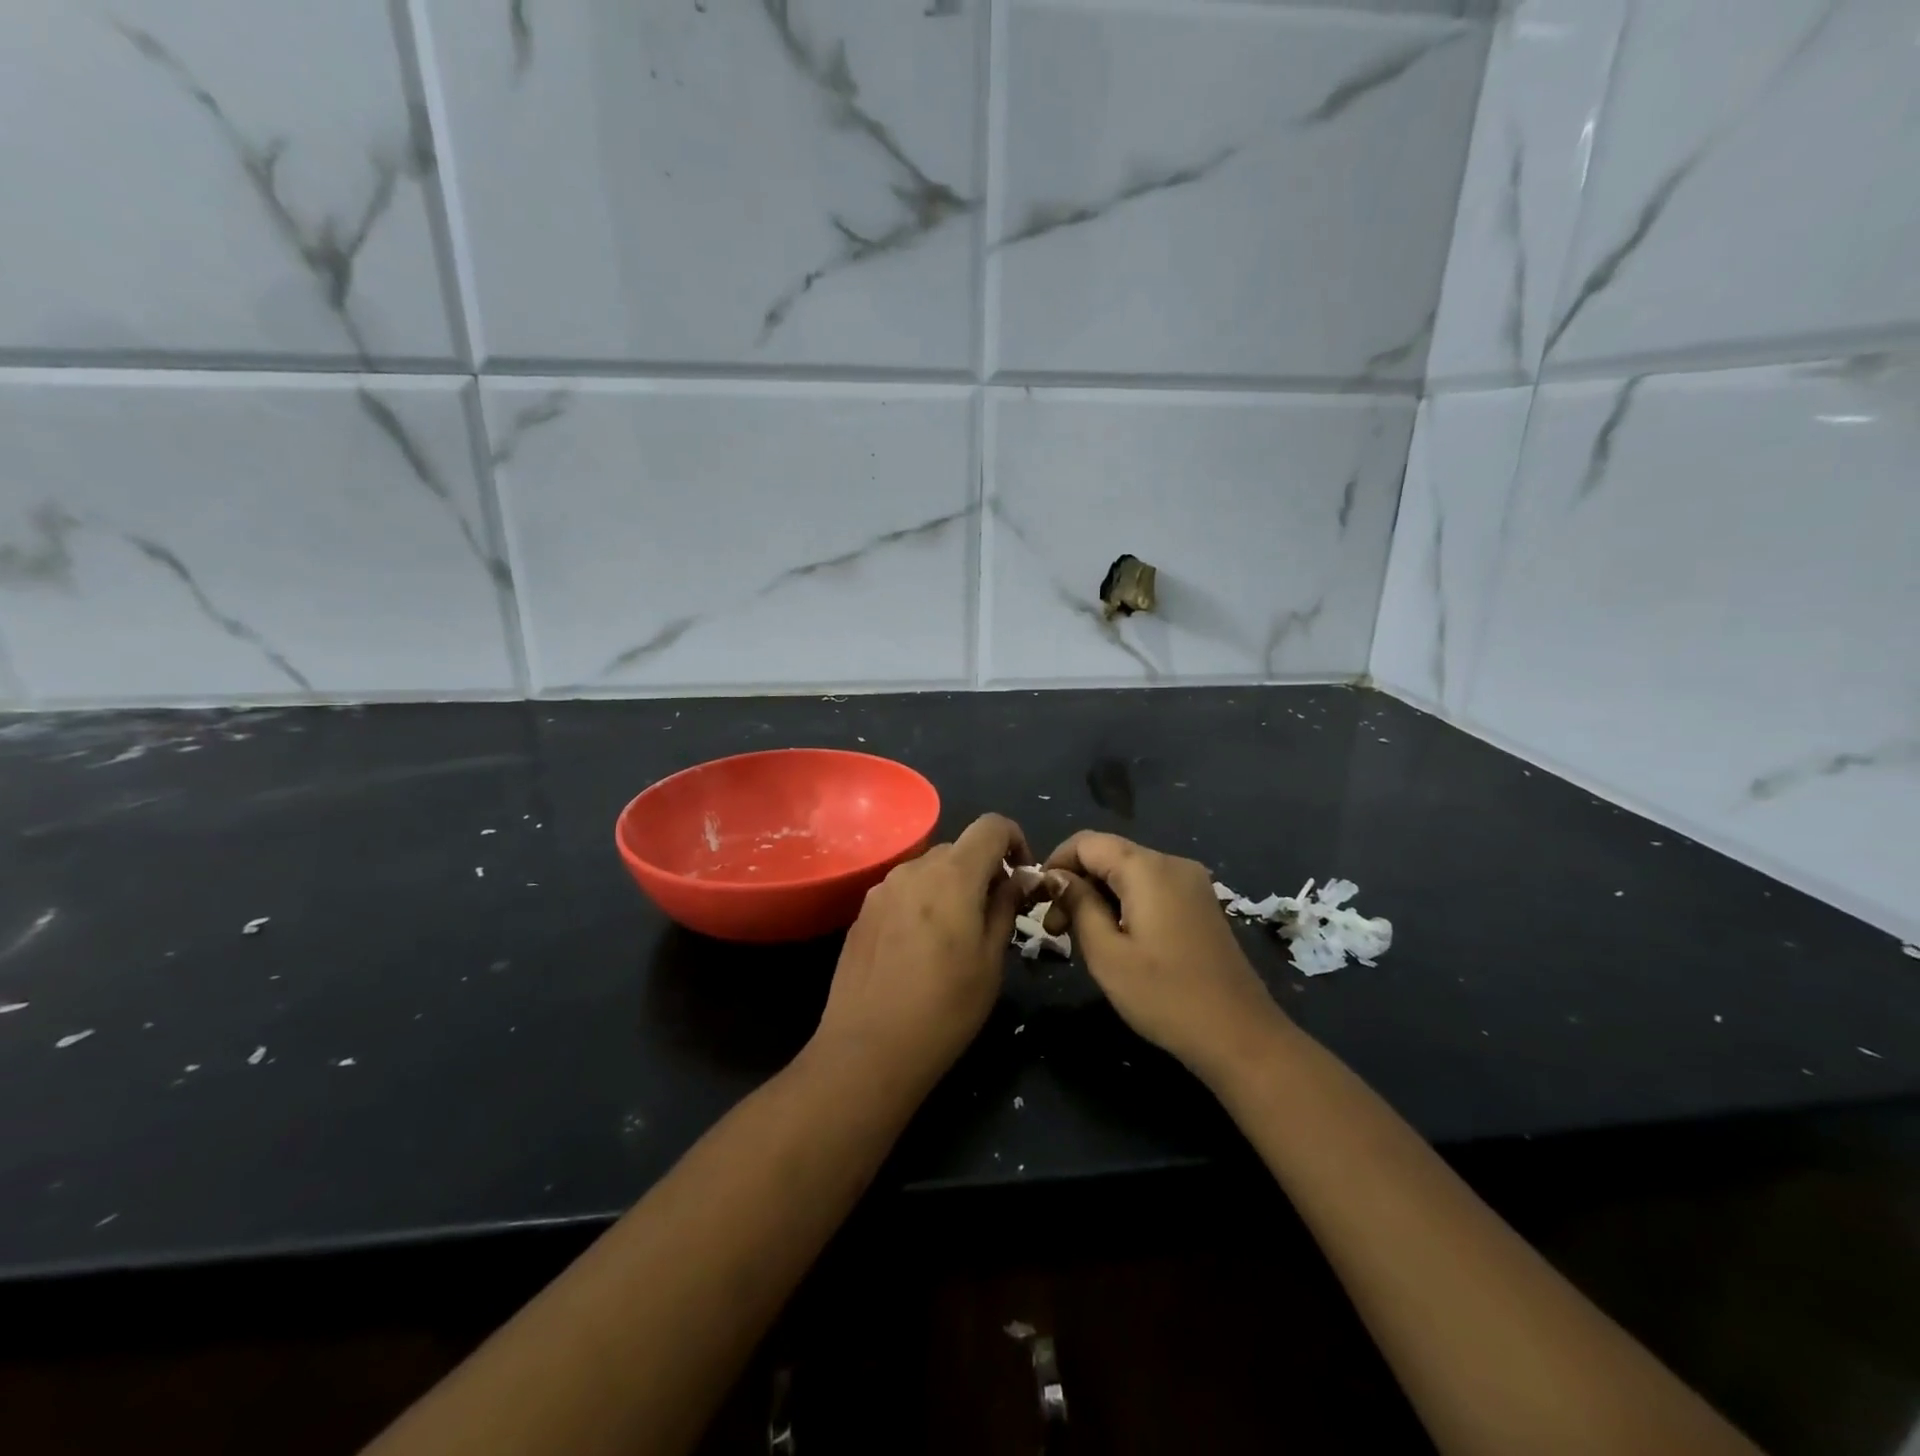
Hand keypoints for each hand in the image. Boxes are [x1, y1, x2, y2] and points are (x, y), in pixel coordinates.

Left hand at [810, 813, 1031, 1095]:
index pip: (991, 825)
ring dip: (951, 887)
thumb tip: (1020, 878)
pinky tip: (919, 950)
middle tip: (994, 916)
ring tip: (955, 937)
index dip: (1015, 840)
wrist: (867, 1050)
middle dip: (983, 871)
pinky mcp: (862, 912)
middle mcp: (913, 869)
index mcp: (952, 875)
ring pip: (929, 870)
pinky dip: (923, 903)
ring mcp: (882, 889)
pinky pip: (904, 892)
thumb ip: (1006, 907)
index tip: (1021, 879)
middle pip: (959, 848)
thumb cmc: (945, 1009)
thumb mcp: (991, 961)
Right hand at [1044, 831, 1290, 1082]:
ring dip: (1098, 895)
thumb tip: (1056, 877)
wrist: (1240, 1036)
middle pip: (1109, 854)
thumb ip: (1078, 904)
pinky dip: (1124, 902)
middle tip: (1056, 930)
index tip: (1039, 901)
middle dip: (1076, 883)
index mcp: (1148, 868)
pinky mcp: (1200, 904)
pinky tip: (1117, 938)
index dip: (1056, 863)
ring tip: (1081, 938)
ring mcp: (1191, 883)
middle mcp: (1172, 863)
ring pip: (1129, 872)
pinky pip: (1151, 888)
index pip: (1087, 842)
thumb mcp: (1106, 953)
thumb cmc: (1165, 996)